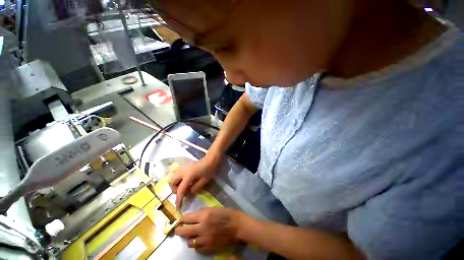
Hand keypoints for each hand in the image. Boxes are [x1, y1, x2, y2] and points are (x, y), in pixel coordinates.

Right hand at [169, 155, 217, 208]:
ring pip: (173, 177)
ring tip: (183, 187)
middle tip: (182, 193)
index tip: (178, 208)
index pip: (180, 190)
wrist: (210, 159)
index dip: (179, 199)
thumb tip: (188, 193)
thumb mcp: (204, 181)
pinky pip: (177, 174)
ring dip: (175, 184)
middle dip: (174, 189)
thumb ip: (195, 189)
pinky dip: (178, 180)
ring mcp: (182, 167)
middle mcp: (182, 171)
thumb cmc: (208, 170)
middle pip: (172, 182)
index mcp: (188, 175)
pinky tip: (185, 181)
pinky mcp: (184, 166)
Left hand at [175, 207, 241, 252]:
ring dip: (189, 238)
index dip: (182, 219)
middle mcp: (202, 228)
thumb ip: (202, 212)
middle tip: (179, 229)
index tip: (180, 220)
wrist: (236, 225)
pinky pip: (197, 249)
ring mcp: (205, 240)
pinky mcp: (208, 248)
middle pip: (183, 232)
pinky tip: (200, 240)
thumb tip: (193, 216)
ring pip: (189, 242)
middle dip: (179, 230)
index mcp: (204, 215)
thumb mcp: (213, 208)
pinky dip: (196, 245)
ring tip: (193, 235)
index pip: (186, 218)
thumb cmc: (225, 213)